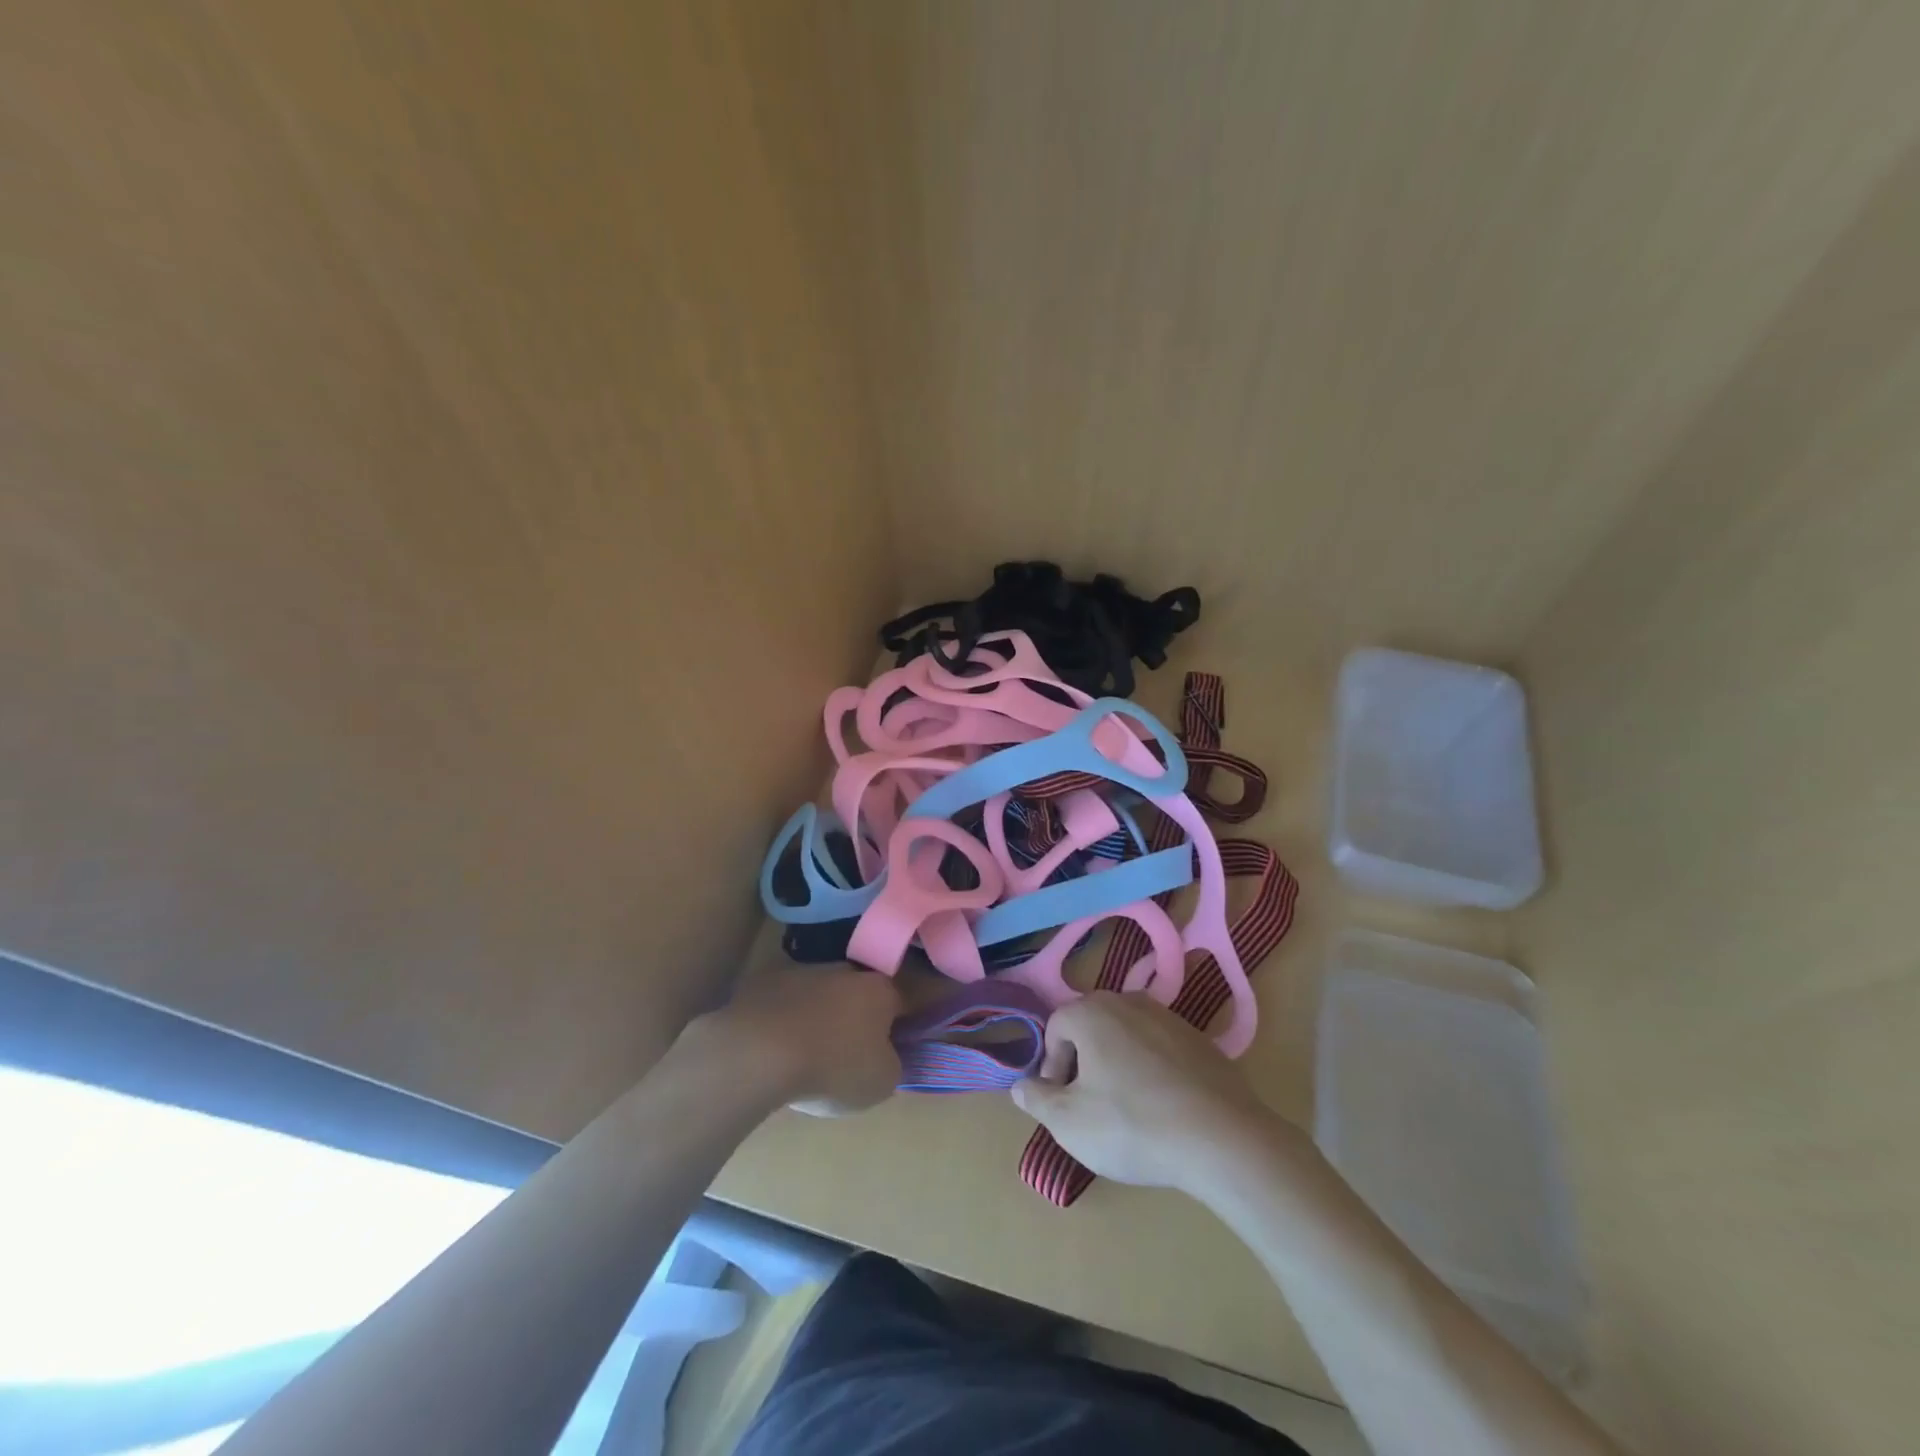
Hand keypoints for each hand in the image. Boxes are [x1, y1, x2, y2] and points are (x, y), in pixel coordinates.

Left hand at [698, 964, 901, 1116]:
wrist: (758, 1052)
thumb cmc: (831, 1067)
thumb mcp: (881, 1081)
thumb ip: (892, 1061)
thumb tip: (885, 1052)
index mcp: (880, 990)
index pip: (908, 997)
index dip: (911, 1015)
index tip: (906, 1033)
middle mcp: (846, 971)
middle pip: (861, 991)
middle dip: (861, 1014)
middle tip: (854, 1048)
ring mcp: (803, 971)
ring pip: (822, 992)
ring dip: (822, 1013)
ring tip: (809, 1050)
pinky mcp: (765, 981)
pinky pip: (786, 1000)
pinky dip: (786, 1017)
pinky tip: (776, 1044)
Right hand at [1010, 992, 1285, 1191]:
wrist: (1222, 1138)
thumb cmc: (1132, 1125)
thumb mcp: (1069, 1123)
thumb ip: (1037, 1100)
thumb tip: (1020, 1086)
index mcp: (1091, 1012)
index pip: (1055, 1028)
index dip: (1052, 1066)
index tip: (1063, 1102)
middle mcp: (1128, 1001)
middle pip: (1091, 1025)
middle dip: (1083, 1062)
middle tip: (1091, 1104)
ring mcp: (1168, 1016)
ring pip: (1126, 1035)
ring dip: (1118, 1064)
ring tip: (1128, 1109)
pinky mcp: (1200, 1039)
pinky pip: (1160, 1048)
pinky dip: (1152, 1070)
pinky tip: (1163, 1108)